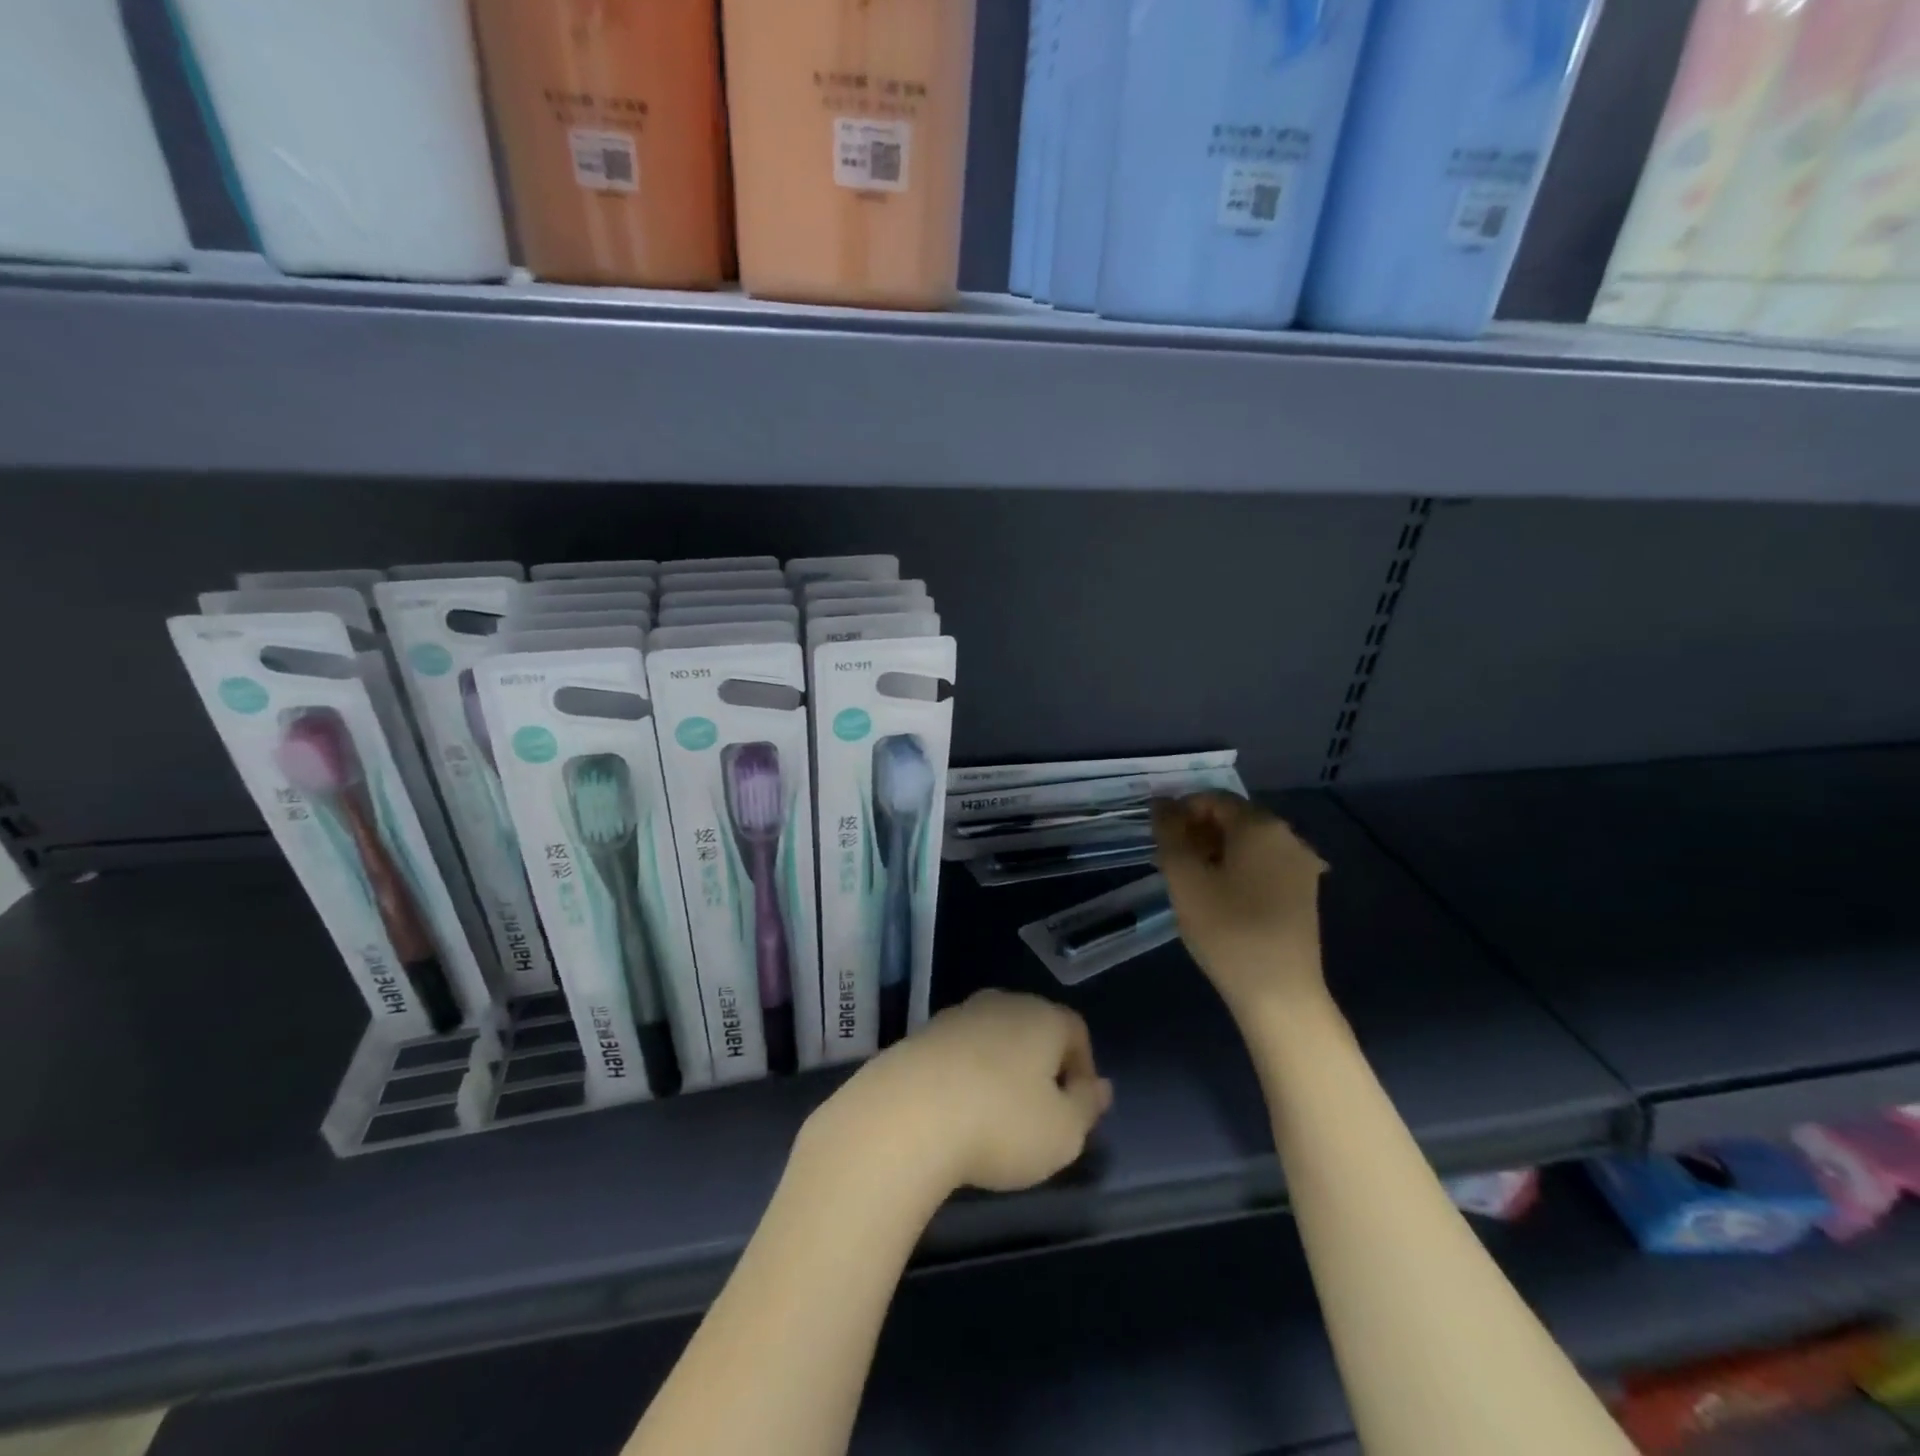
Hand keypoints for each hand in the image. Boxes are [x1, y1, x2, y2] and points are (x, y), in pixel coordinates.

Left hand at [816, 990, 1112, 1195]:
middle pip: (1032, 1027)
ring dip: (1000, 1068)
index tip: (1077, 1107)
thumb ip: (1087, 1106)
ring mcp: (956, 1015)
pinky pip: (957, 1051)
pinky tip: (956, 1110)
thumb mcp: (1063, 1132)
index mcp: (1042, 1017)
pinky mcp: (919, 1035)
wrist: (906, 1115)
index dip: (1083, 1067)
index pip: (1075, 1029)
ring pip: (992, 1037)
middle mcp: (1000, 1004)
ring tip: (995, 1115)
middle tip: (1039, 1111)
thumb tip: (1101, 1087)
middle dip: (1041, 1065)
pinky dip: (964, 1074)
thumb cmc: (1001, 1124)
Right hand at [1152, 792, 1328, 1014]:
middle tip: (1169, 861)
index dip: (1179, 811)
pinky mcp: (1304, 892)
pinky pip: (1263, 864)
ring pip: (1248, 843)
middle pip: (1233, 818)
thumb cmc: (1227, 930)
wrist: (1280, 994)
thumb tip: (1161, 801)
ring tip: (1189, 881)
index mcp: (1261, 825)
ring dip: (1215, 851)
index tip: (1158, 839)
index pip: (1212, 799)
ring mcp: (1301, 865)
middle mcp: (1288, 836)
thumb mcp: (1185, 878)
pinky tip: (1219, 896)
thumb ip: (1169, 833)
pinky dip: (1237, 869)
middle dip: (1196, 831)